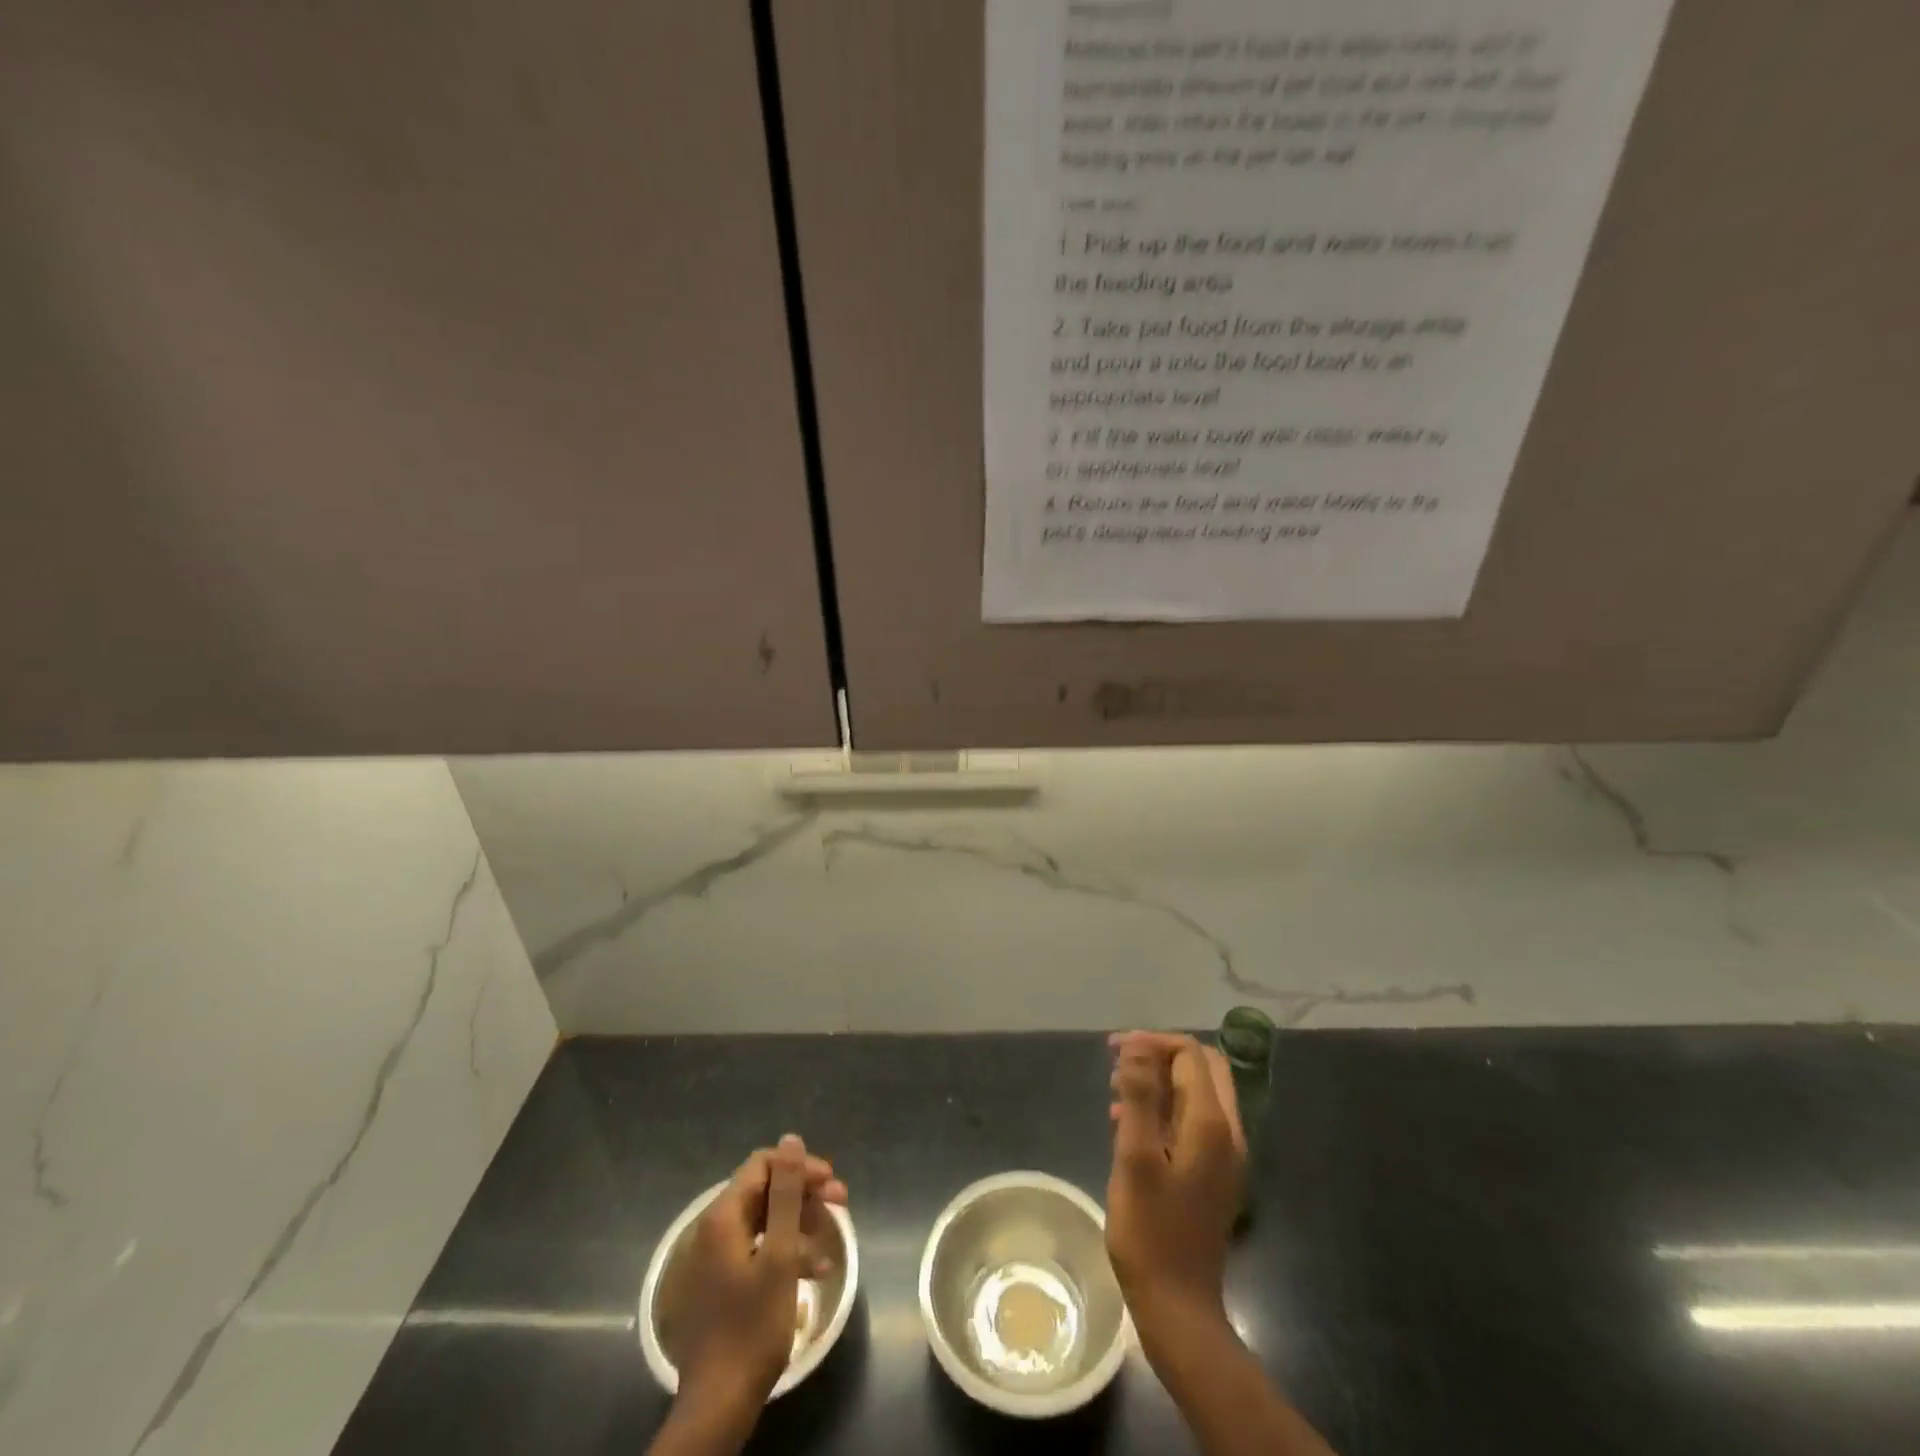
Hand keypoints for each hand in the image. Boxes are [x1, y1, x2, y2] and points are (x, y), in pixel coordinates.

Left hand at [670, 1134, 848, 1413]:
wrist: (718, 1403)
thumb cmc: (753, 1324)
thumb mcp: (780, 1254)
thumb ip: (786, 1193)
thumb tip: (791, 1139)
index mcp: (722, 1216)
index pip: (763, 1165)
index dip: (800, 1168)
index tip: (832, 1184)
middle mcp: (713, 1228)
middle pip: (765, 1191)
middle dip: (804, 1194)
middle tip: (841, 1205)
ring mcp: (714, 1257)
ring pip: (765, 1221)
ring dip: (800, 1224)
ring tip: (832, 1241)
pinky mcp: (721, 1282)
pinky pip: (758, 1248)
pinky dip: (786, 1251)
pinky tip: (814, 1270)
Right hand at [1106, 1032, 1245, 1351]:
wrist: (1178, 1308)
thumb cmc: (1150, 1231)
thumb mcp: (1135, 1158)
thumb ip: (1139, 1096)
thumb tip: (1137, 1045)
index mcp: (1211, 1124)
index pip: (1190, 1054)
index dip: (1152, 1042)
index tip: (1113, 1050)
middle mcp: (1228, 1132)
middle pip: (1202, 1067)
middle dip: (1160, 1055)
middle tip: (1119, 1063)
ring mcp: (1225, 1155)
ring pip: (1198, 1093)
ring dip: (1160, 1080)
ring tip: (1116, 1091)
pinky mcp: (1214, 1174)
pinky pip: (1193, 1120)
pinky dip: (1164, 1107)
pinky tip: (1127, 1124)